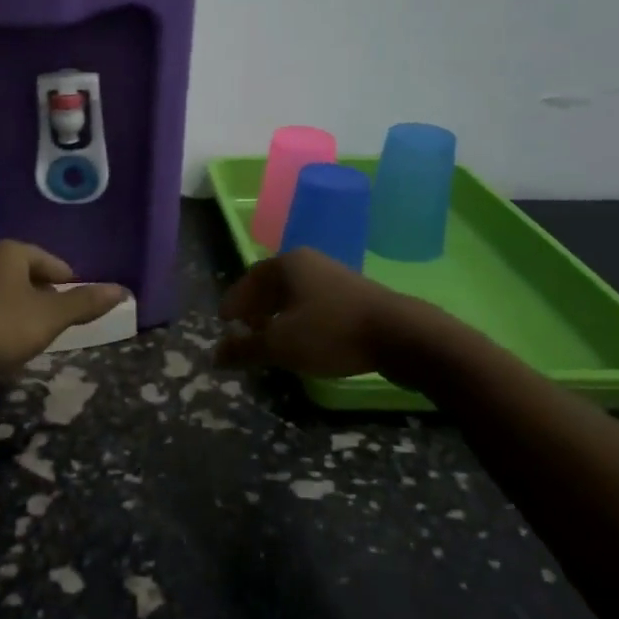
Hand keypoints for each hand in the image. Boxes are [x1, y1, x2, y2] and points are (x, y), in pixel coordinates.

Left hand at [0, 241, 127, 392]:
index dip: (71, 288)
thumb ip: (84, 303)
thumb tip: (122, 290)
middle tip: (59, 328)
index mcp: (12, 252)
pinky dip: (8, 326)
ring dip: (29, 316)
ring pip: (14, 297)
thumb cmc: (0, 327)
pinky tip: (9, 347)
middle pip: (34, 278)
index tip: (79, 313)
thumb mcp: (49, 316)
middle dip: (49, 302)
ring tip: (37, 339)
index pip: (55, 264)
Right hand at [216, 248, 459, 387]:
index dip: (234, 302)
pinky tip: (305, 343)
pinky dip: (301, 321)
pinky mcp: (356, 297)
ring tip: (272, 342)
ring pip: (295, 296)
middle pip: (272, 286)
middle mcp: (310, 263)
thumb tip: (215, 354)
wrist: (402, 335)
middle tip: (245, 333)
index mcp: (287, 264)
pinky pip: (316, 305)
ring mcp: (336, 278)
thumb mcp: (280, 344)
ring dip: (278, 318)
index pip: (249, 280)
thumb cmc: (331, 332)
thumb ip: (245, 349)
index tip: (225, 324)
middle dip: (255, 310)